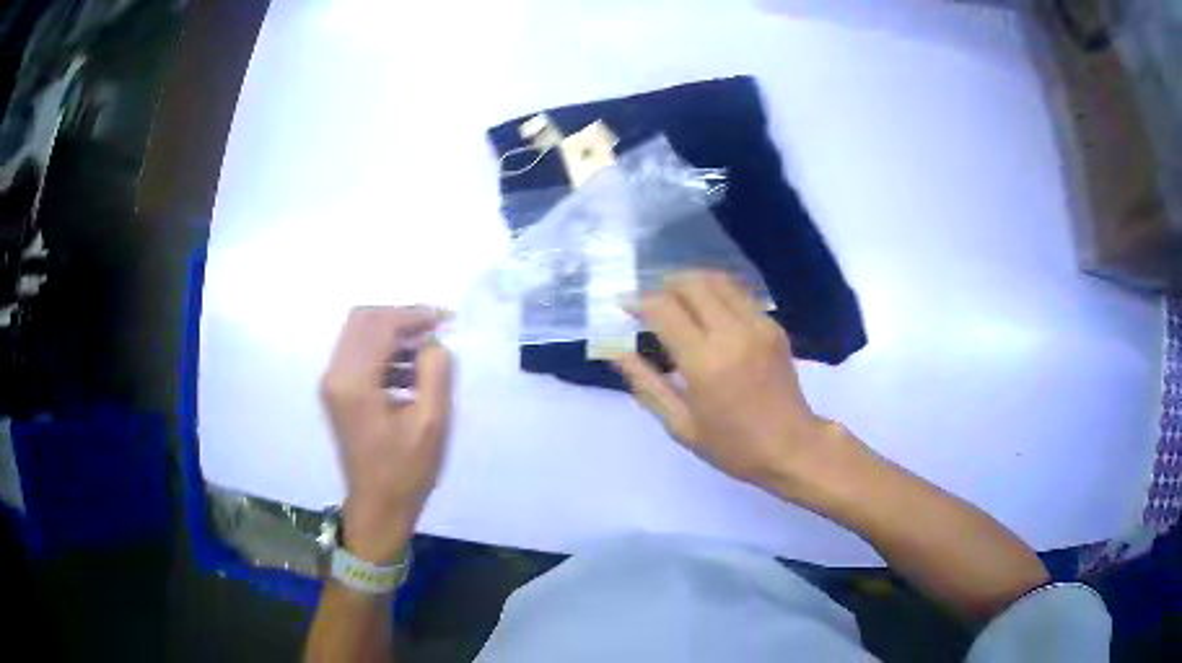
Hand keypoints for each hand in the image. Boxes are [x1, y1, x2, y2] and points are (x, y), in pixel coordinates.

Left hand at [320, 306, 451, 563]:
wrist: (377, 507)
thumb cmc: (405, 471)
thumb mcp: (431, 423)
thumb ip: (435, 372)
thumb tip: (433, 341)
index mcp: (355, 383)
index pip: (381, 326)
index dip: (415, 315)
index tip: (447, 319)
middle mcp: (335, 375)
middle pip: (363, 319)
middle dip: (401, 317)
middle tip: (434, 329)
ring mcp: (332, 383)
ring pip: (358, 333)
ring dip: (392, 333)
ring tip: (427, 349)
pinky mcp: (336, 392)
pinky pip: (357, 353)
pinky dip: (383, 350)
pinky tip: (410, 370)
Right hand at [612, 272, 853, 494]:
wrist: (793, 447)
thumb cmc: (733, 446)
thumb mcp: (681, 425)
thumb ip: (646, 384)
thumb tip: (615, 352)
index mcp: (705, 362)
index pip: (664, 309)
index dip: (638, 300)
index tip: (622, 304)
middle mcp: (732, 333)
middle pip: (691, 283)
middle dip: (663, 285)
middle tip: (649, 303)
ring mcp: (758, 325)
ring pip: (717, 280)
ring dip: (690, 282)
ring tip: (675, 301)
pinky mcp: (773, 325)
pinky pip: (738, 293)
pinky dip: (715, 293)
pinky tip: (706, 312)